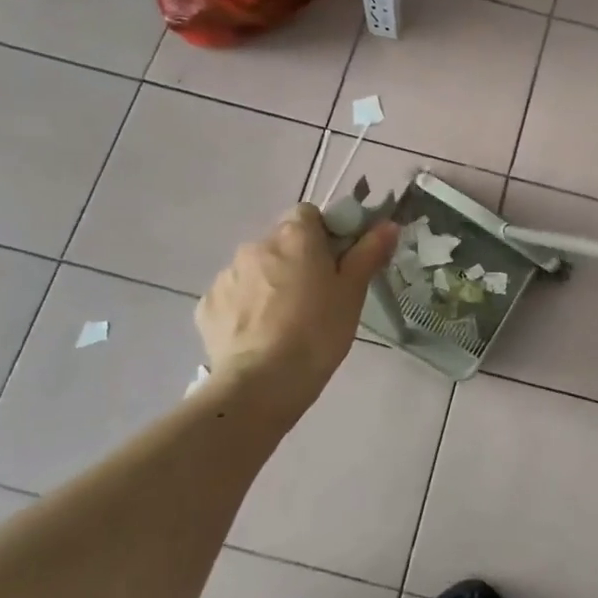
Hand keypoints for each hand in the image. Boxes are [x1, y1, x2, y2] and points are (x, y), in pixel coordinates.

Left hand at [197, 204, 398, 414]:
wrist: (262, 382)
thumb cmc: (318, 331)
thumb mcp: (352, 292)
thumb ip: (369, 252)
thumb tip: (388, 224)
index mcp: (295, 236)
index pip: (308, 214)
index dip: (323, 234)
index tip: (335, 263)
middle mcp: (257, 245)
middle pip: (281, 242)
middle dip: (296, 261)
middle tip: (315, 296)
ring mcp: (228, 274)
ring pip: (256, 269)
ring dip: (269, 283)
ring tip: (285, 321)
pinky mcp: (208, 305)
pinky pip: (234, 296)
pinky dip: (246, 307)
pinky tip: (259, 335)